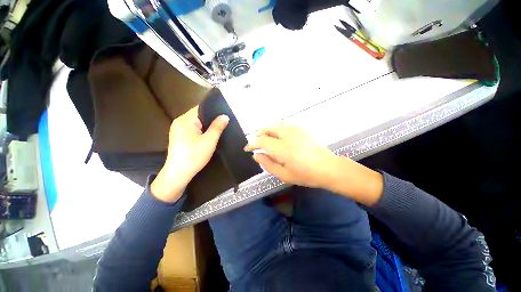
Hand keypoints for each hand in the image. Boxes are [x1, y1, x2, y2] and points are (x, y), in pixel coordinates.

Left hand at [151, 106, 228, 202]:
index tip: (225, 115)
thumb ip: (217, 127)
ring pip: (196, 122)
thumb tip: (225, 116)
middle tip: (224, 123)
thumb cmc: (194, 156)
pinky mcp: (179, 136)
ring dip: (206, 126)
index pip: (201, 108)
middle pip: (199, 115)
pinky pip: (193, 128)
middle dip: (211, 119)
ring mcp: (178, 129)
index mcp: (185, 120)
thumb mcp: (209, 141)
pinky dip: (201, 130)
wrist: (179, 173)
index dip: (214, 110)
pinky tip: (208, 136)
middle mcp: (179, 121)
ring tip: (218, 128)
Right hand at [244, 124, 336, 188]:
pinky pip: (283, 125)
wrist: (328, 167)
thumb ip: (267, 164)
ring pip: (275, 125)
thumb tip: (256, 155)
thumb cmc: (305, 175)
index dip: (252, 143)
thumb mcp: (283, 175)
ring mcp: (295, 130)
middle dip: (258, 134)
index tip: (247, 148)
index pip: (261, 141)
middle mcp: (287, 135)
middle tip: (256, 143)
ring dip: (267, 131)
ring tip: (265, 140)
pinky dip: (276, 129)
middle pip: (267, 128)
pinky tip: (277, 137)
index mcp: (282, 148)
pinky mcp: (301, 129)